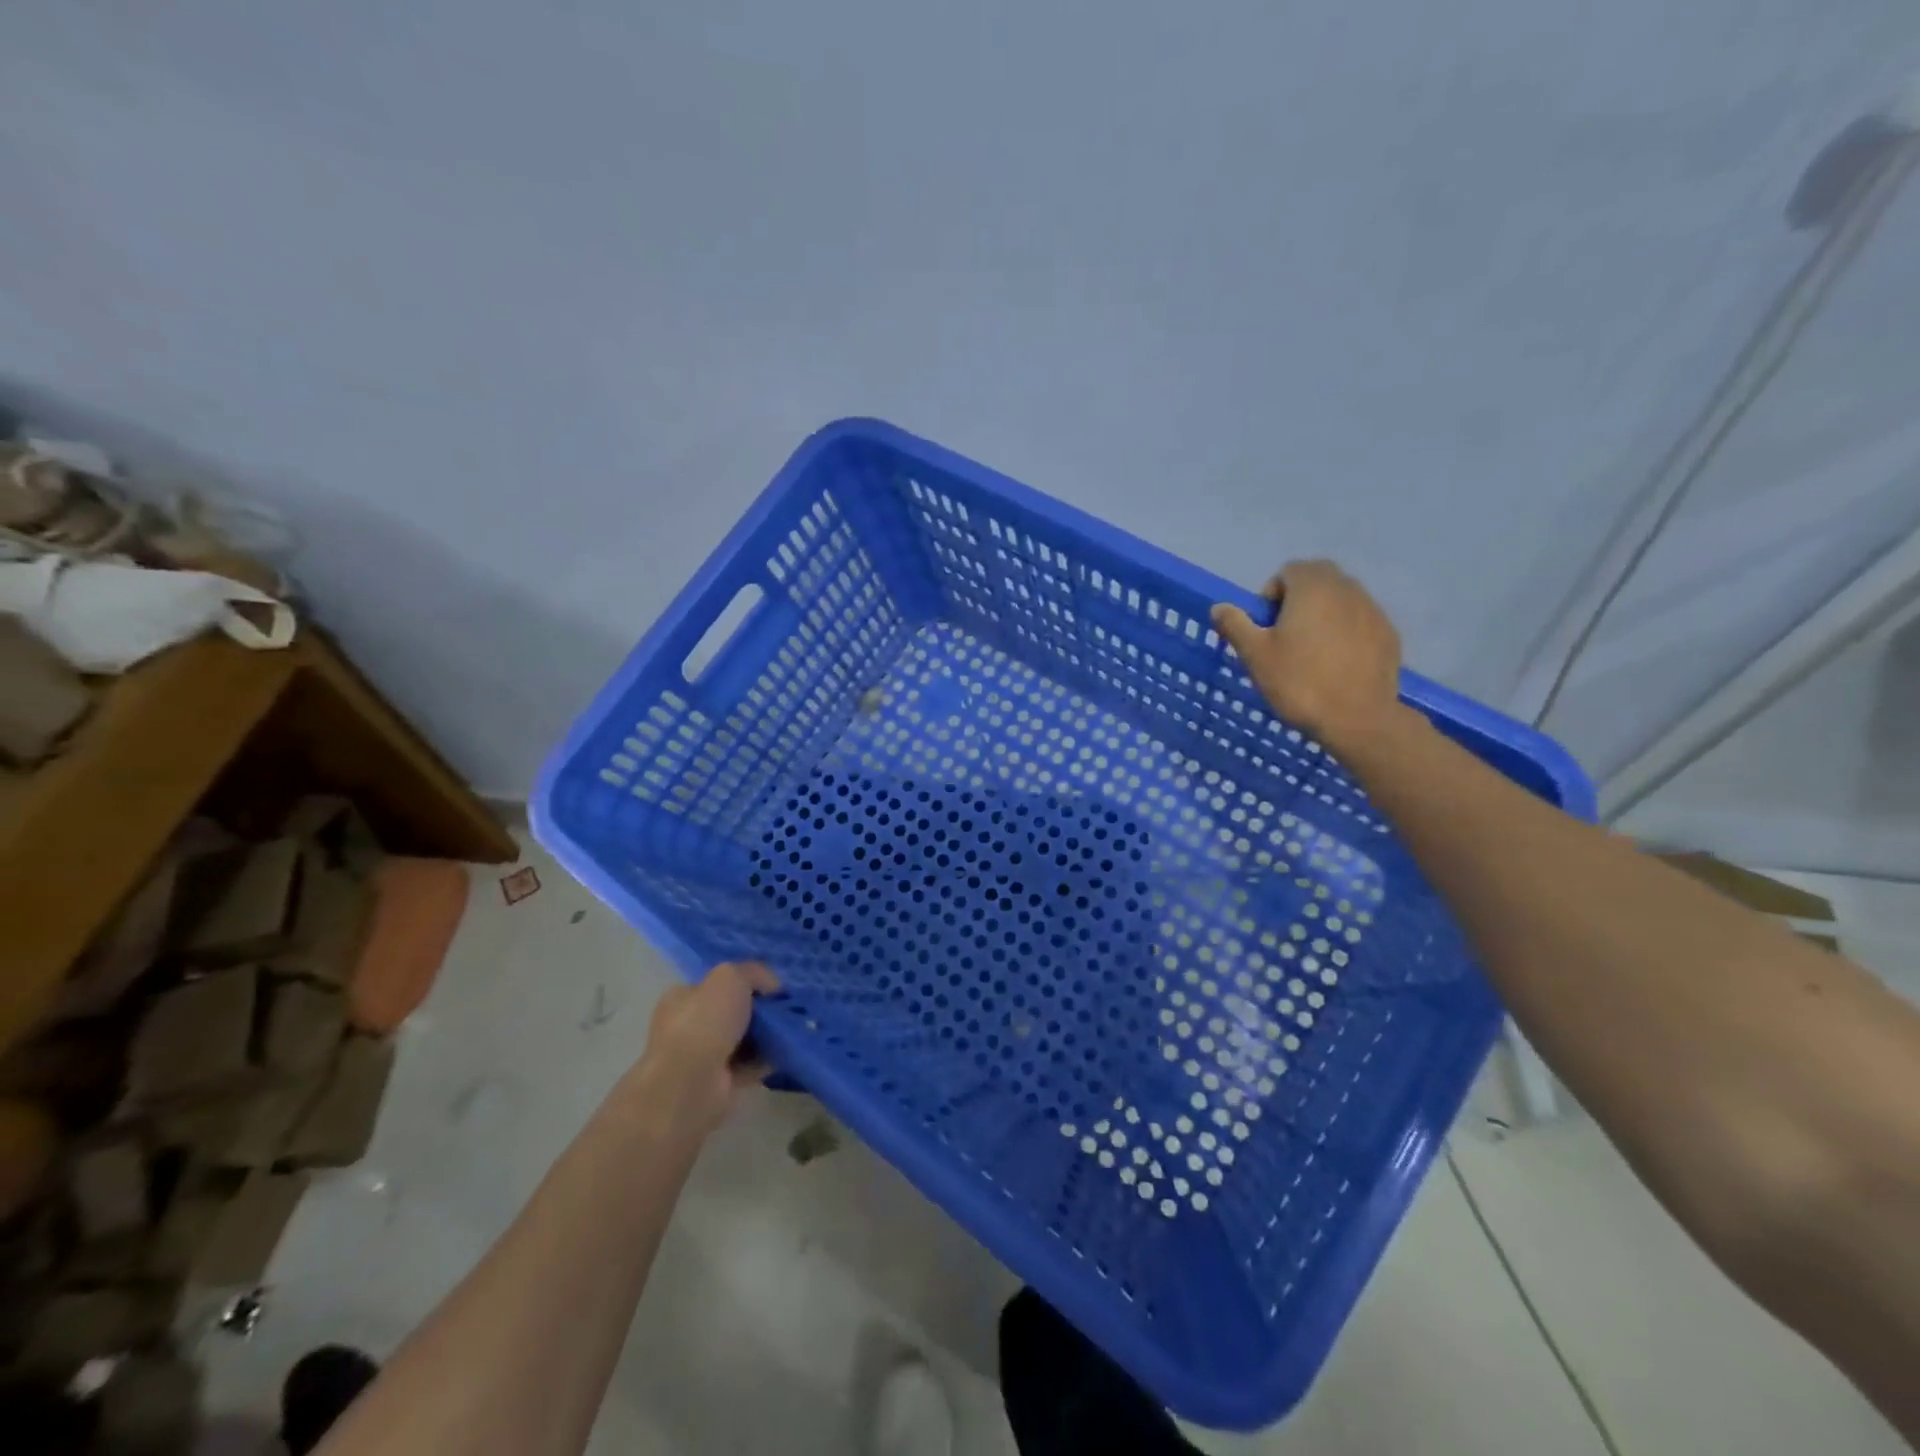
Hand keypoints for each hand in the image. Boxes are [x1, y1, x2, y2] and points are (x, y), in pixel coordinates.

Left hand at [631, 960, 780, 1136]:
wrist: (692, 1084)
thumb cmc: (704, 1022)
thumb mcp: (731, 977)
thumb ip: (754, 972)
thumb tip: (773, 986)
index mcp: (682, 997)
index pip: (716, 983)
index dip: (745, 981)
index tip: (772, 985)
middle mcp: (688, 1026)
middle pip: (733, 1011)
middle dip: (760, 1010)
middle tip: (785, 1008)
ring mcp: (702, 1057)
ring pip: (743, 1039)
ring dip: (766, 1035)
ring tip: (792, 1029)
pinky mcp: (719, 1083)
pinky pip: (750, 1065)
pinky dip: (767, 1059)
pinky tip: (785, 1051)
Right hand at [1210, 560, 1402, 754]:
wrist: (1358, 719)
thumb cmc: (1299, 682)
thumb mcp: (1255, 655)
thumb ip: (1235, 624)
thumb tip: (1219, 607)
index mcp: (1313, 587)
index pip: (1288, 571)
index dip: (1271, 596)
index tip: (1266, 627)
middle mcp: (1347, 589)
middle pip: (1318, 580)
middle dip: (1299, 600)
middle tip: (1286, 637)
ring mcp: (1373, 610)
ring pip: (1341, 600)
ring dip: (1323, 615)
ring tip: (1312, 653)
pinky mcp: (1389, 634)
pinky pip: (1360, 621)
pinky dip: (1346, 632)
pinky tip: (1337, 664)